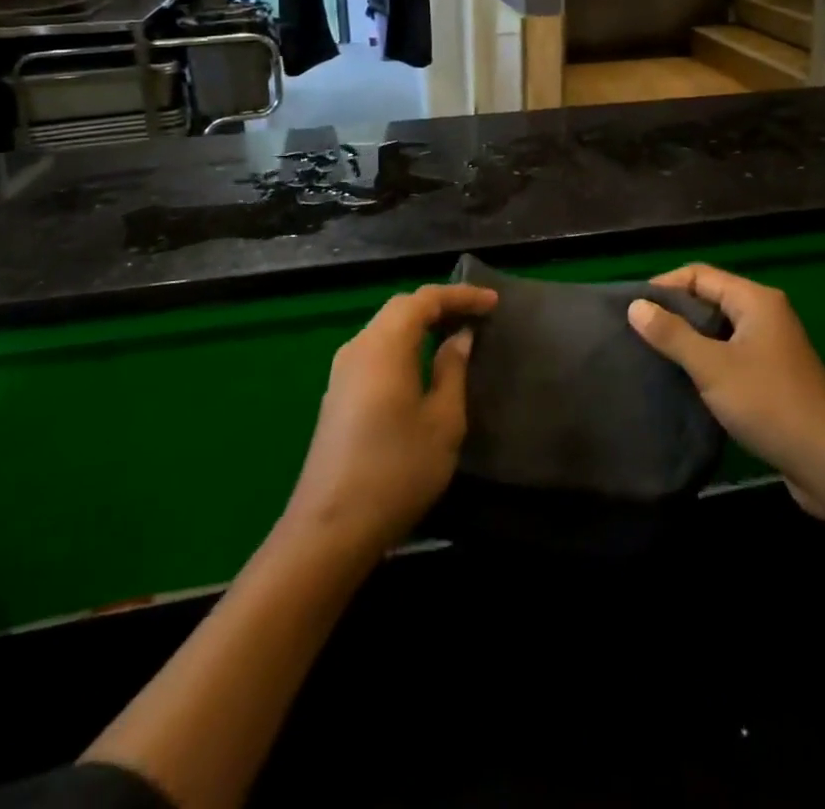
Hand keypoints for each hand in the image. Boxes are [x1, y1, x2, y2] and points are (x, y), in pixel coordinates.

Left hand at [283, 283, 496, 554]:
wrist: (331, 528)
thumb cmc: (397, 471)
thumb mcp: (442, 421)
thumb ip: (452, 370)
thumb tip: (459, 337)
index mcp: (384, 345)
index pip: (424, 299)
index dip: (460, 296)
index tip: (493, 302)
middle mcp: (358, 347)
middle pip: (401, 308)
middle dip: (440, 304)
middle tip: (477, 314)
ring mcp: (343, 371)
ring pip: (385, 327)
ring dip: (420, 323)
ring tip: (455, 332)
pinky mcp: (338, 394)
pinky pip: (376, 349)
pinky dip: (404, 342)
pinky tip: (423, 362)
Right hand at [627, 264, 824, 520]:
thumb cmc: (768, 403)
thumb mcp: (712, 366)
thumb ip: (672, 334)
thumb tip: (635, 306)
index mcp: (755, 300)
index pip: (699, 274)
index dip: (664, 286)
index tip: (633, 309)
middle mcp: (765, 314)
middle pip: (709, 298)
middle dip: (674, 312)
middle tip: (638, 332)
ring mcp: (771, 345)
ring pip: (718, 328)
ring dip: (688, 338)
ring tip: (653, 354)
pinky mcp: (772, 375)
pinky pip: (729, 353)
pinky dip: (706, 359)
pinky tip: (684, 379)